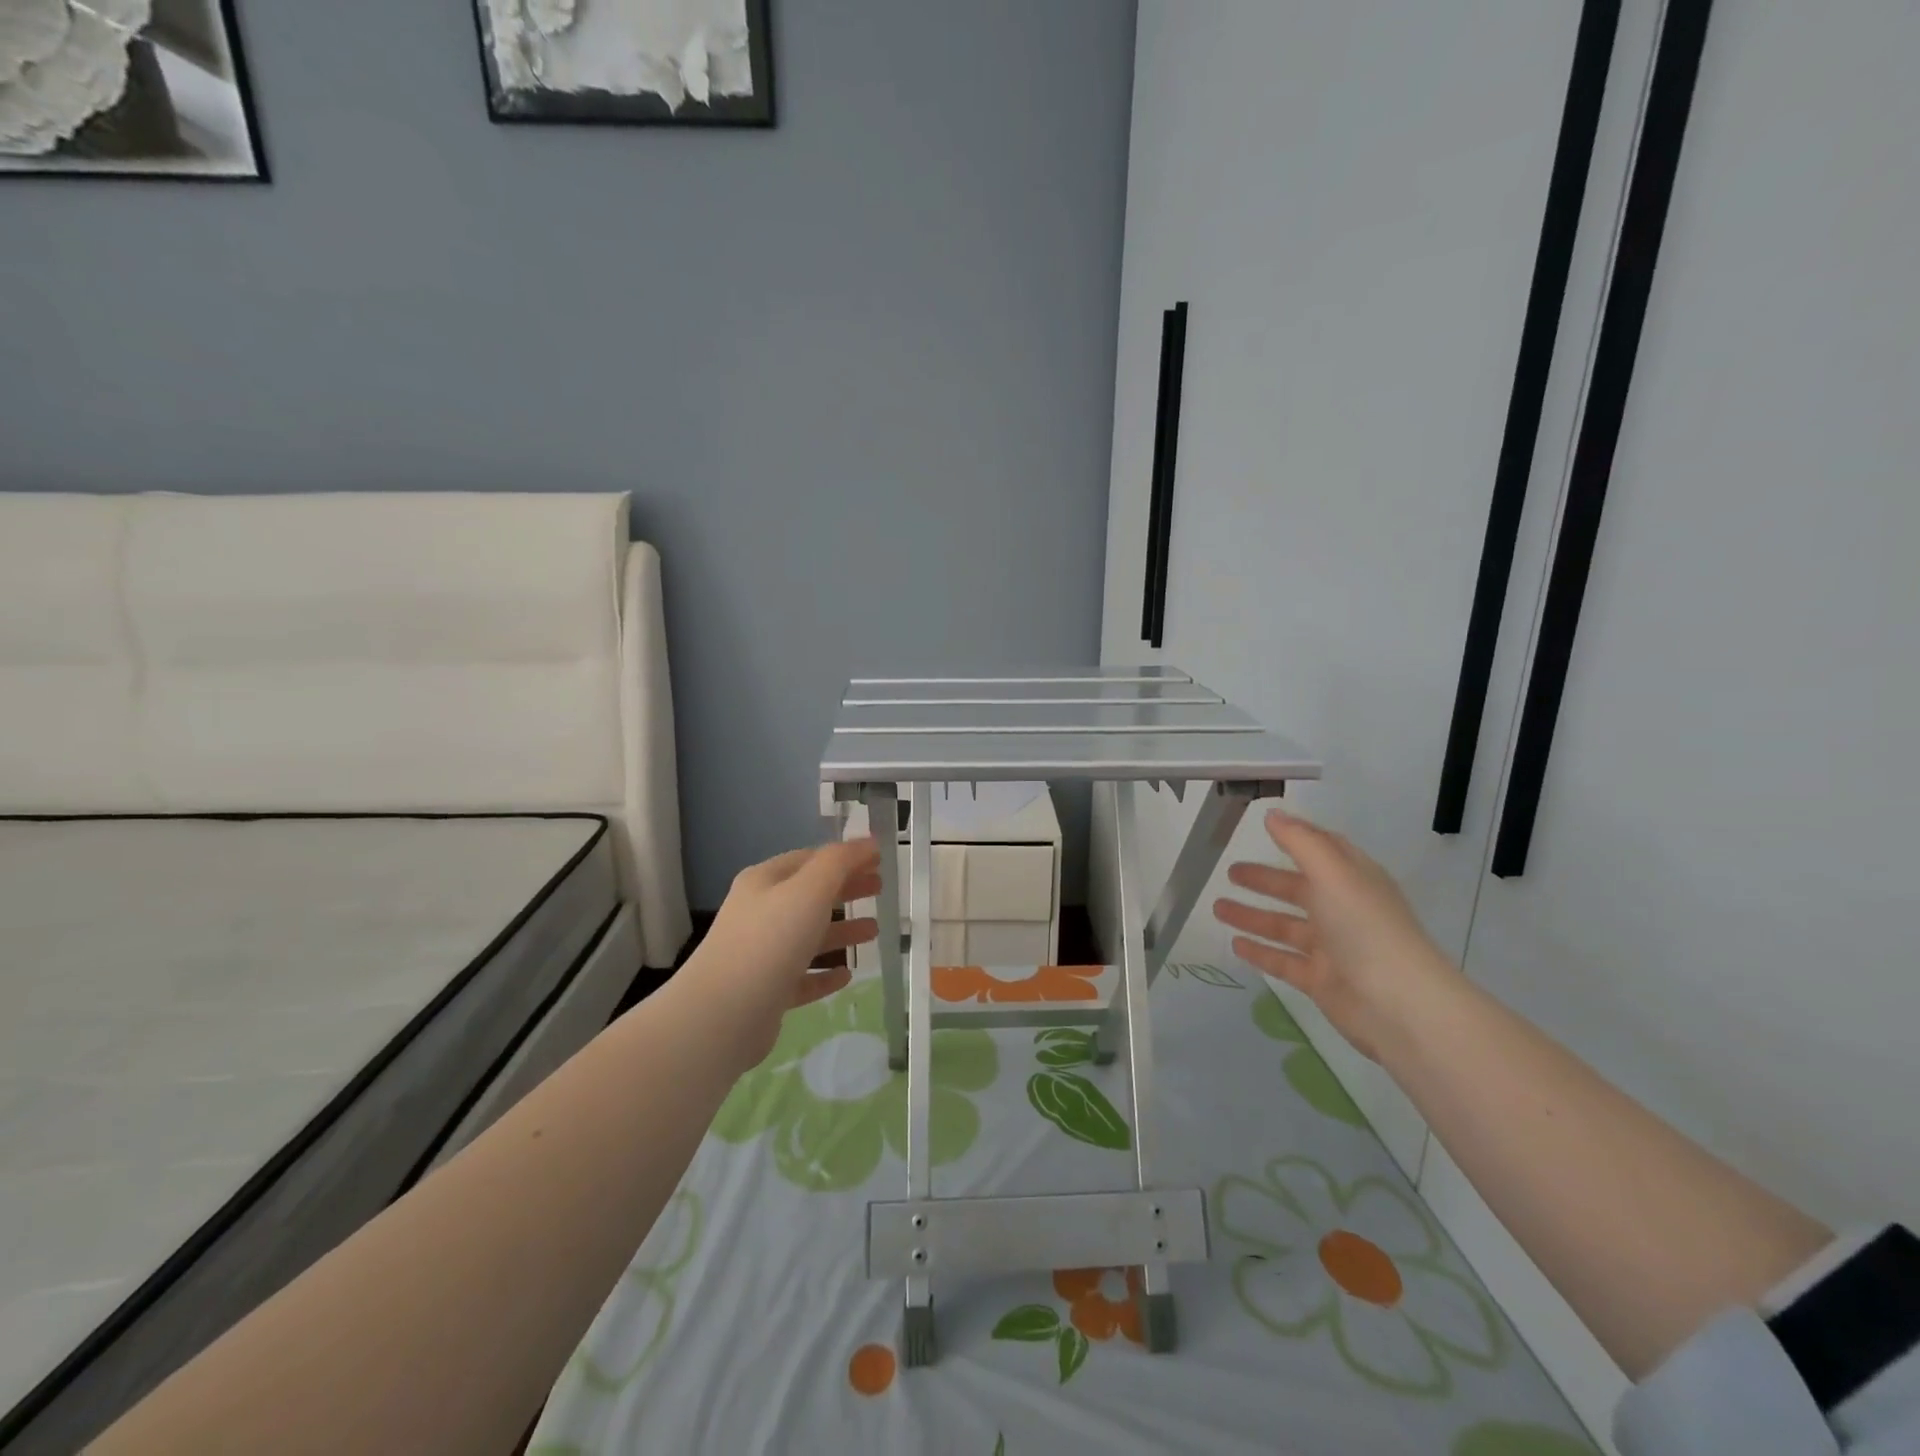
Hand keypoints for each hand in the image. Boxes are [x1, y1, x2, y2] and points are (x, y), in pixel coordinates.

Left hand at [686, 837, 881, 1068]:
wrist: (722, 1015)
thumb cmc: (769, 941)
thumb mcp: (809, 890)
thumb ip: (841, 862)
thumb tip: (869, 842)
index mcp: (765, 882)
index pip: (811, 859)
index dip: (846, 857)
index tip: (879, 861)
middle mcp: (760, 913)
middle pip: (810, 895)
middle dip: (846, 889)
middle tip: (880, 889)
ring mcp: (761, 954)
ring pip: (808, 936)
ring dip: (841, 931)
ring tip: (874, 931)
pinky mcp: (766, 992)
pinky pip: (802, 976)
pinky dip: (824, 973)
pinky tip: (846, 976)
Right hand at [1211, 808, 1456, 1059]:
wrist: (1399, 1005)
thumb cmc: (1366, 927)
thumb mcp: (1333, 873)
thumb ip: (1300, 842)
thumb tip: (1273, 814)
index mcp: (1353, 879)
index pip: (1323, 851)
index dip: (1296, 838)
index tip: (1264, 828)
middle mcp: (1343, 910)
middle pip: (1298, 889)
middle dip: (1265, 880)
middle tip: (1230, 872)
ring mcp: (1332, 948)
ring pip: (1285, 926)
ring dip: (1253, 916)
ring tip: (1217, 908)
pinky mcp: (1321, 980)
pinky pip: (1283, 961)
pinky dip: (1260, 952)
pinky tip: (1235, 945)